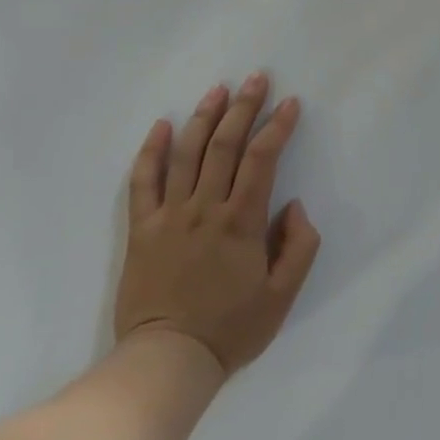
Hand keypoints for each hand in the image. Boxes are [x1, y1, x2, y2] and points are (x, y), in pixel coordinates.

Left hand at [114, 73, 320, 374]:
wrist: (166, 361)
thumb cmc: (230, 329)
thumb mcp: (282, 296)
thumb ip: (298, 247)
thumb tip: (294, 205)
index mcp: (242, 222)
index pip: (263, 159)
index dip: (278, 126)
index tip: (291, 102)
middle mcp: (205, 208)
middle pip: (225, 144)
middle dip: (244, 107)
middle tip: (256, 78)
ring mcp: (169, 215)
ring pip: (186, 153)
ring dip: (203, 117)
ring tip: (217, 90)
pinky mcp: (141, 229)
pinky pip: (143, 182)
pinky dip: (151, 151)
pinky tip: (161, 125)